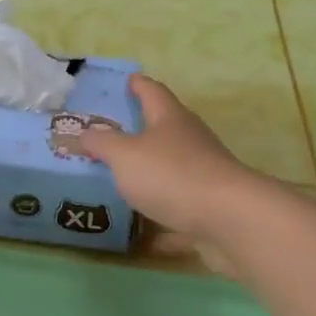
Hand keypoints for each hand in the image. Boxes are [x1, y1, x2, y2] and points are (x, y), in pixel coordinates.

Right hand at [77, 74, 263, 263]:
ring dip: (152, 174)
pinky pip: (180, 211)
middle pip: (165, 129)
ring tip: (122, 180)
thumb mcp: (124, 155)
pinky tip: (144, 235)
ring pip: (173, 170)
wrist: (230, 220)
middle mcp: (190, 141)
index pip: (153, 92)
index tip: (128, 79)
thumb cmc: (171, 175)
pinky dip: (163, 220)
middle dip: (142, 130)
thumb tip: (85, 133)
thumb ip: (102, 144)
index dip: (138, 85)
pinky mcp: (211, 209)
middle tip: (113, 133)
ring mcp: (204, 175)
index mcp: (170, 119)